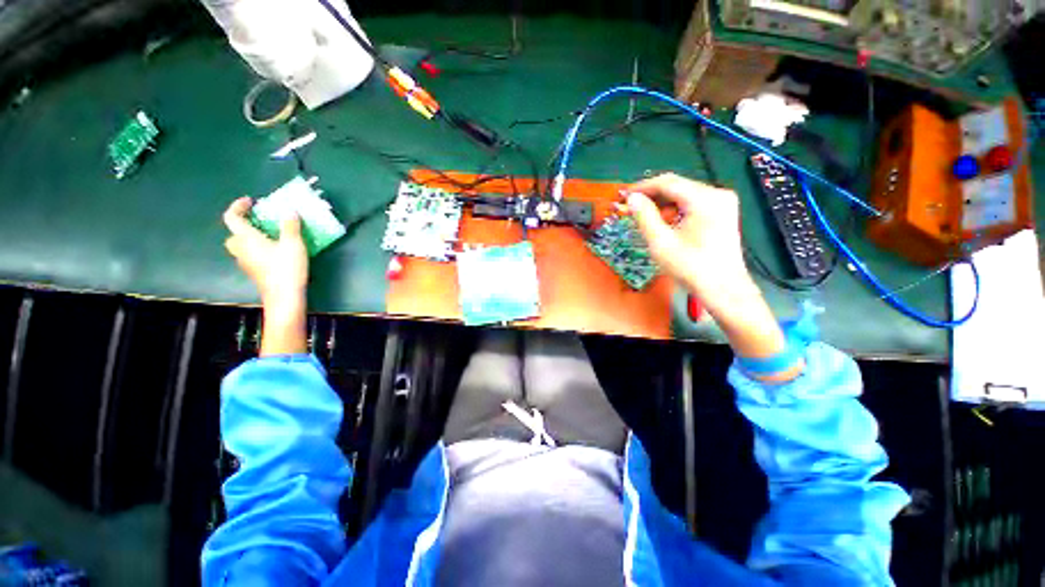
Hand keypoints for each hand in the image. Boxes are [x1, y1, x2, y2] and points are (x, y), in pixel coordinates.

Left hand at [223, 197, 308, 355]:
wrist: (284, 297)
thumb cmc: (286, 268)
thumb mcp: (293, 244)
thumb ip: (290, 226)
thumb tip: (289, 211)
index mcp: (246, 238)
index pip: (232, 217)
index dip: (238, 206)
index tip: (251, 201)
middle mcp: (241, 249)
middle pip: (233, 234)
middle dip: (243, 225)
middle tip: (260, 222)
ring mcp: (246, 263)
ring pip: (241, 246)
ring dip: (251, 239)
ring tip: (270, 237)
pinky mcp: (255, 272)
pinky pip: (251, 256)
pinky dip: (258, 250)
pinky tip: (275, 253)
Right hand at [624, 174, 754, 314]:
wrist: (722, 288)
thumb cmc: (690, 267)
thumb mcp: (661, 242)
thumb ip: (644, 216)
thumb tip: (632, 199)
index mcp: (704, 198)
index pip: (667, 182)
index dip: (643, 187)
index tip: (624, 196)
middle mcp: (717, 194)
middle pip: (677, 187)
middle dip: (652, 197)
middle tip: (631, 208)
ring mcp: (723, 203)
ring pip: (684, 196)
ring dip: (663, 205)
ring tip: (644, 218)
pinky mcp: (723, 213)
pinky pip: (693, 204)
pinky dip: (676, 211)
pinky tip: (664, 223)